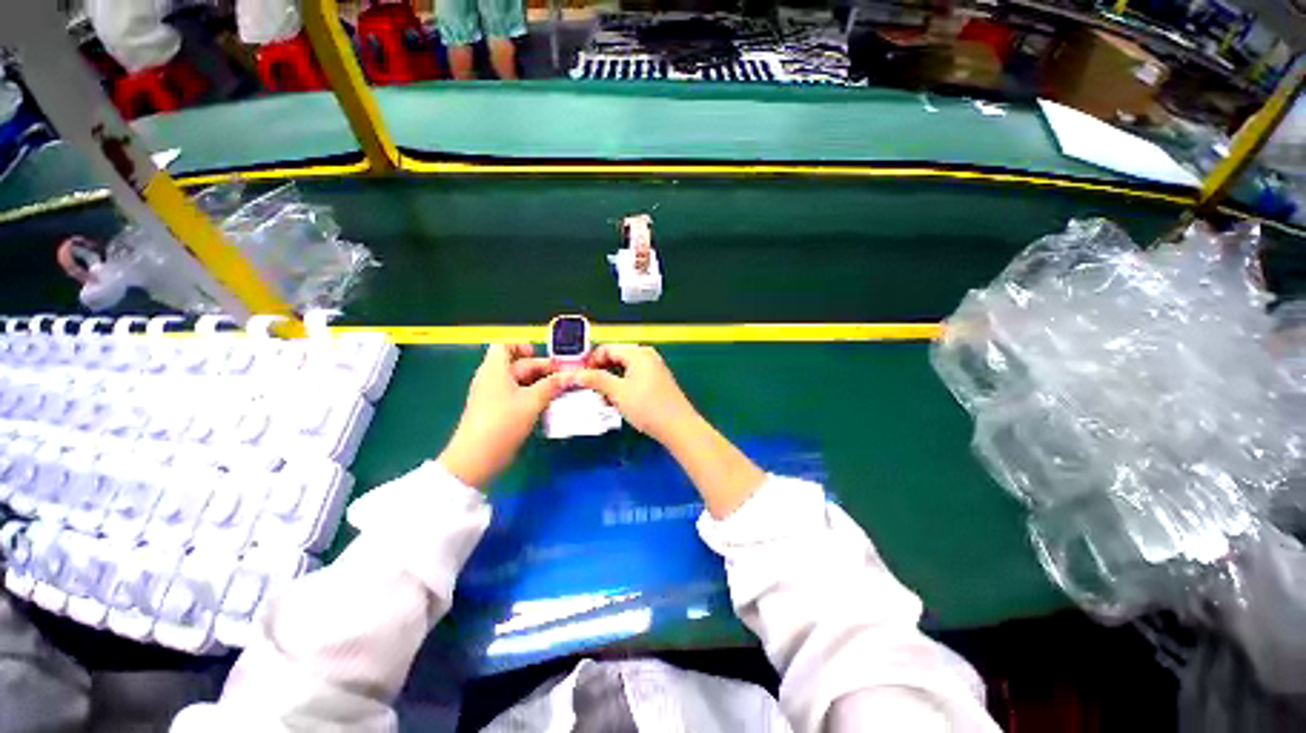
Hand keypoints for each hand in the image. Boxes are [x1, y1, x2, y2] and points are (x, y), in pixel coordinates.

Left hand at [438, 344, 569, 487]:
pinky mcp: (498, 412)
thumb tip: (569, 376)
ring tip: (562, 391)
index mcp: (495, 369)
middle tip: (565, 378)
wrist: (477, 458)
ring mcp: (494, 396)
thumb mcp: (531, 401)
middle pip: (518, 365)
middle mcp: (493, 379)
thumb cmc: (502, 422)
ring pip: (521, 382)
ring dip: (541, 384)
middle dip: (542, 369)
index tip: (542, 357)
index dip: (523, 346)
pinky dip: (534, 397)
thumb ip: (551, 385)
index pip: (505, 346)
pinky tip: (550, 404)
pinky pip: (518, 397)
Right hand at [578, 344, 764, 517]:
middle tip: (589, 390)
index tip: (579, 377)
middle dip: (600, 373)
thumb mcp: (618, 392)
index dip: (590, 361)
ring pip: (624, 370)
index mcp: (638, 353)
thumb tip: (575, 374)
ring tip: (602, 400)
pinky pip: (633, 378)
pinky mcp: (657, 382)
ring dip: (610, 382)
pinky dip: (622, 387)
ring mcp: (654, 369)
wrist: (678, 427)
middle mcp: (647, 356)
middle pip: (615, 358)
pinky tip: (617, 402)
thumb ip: (596, 380)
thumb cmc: (648, 407)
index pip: (607, 349)